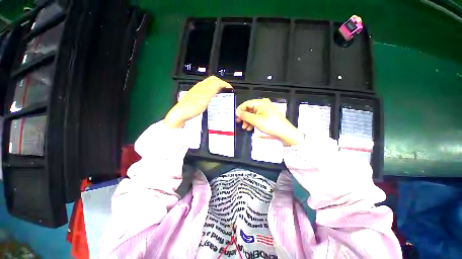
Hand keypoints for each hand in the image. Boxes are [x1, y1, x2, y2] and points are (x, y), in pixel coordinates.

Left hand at [164, 76, 231, 127]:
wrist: (181, 114)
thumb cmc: (192, 107)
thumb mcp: (205, 97)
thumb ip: (213, 89)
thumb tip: (220, 83)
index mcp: (203, 86)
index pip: (216, 80)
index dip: (224, 84)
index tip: (230, 89)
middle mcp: (200, 87)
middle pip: (212, 81)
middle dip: (221, 84)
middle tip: (226, 90)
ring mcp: (197, 92)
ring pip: (209, 86)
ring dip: (216, 88)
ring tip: (221, 95)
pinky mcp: (195, 97)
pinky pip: (206, 92)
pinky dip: (212, 93)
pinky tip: (212, 100)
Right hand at [236, 98, 303, 146]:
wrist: (284, 133)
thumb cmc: (271, 125)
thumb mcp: (256, 120)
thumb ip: (245, 116)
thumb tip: (238, 113)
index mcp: (261, 103)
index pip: (246, 103)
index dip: (240, 110)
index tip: (236, 116)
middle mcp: (263, 105)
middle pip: (249, 109)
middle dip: (244, 116)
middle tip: (239, 122)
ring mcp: (265, 111)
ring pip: (252, 114)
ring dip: (247, 121)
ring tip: (245, 127)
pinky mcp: (267, 117)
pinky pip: (256, 118)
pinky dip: (252, 122)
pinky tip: (250, 128)